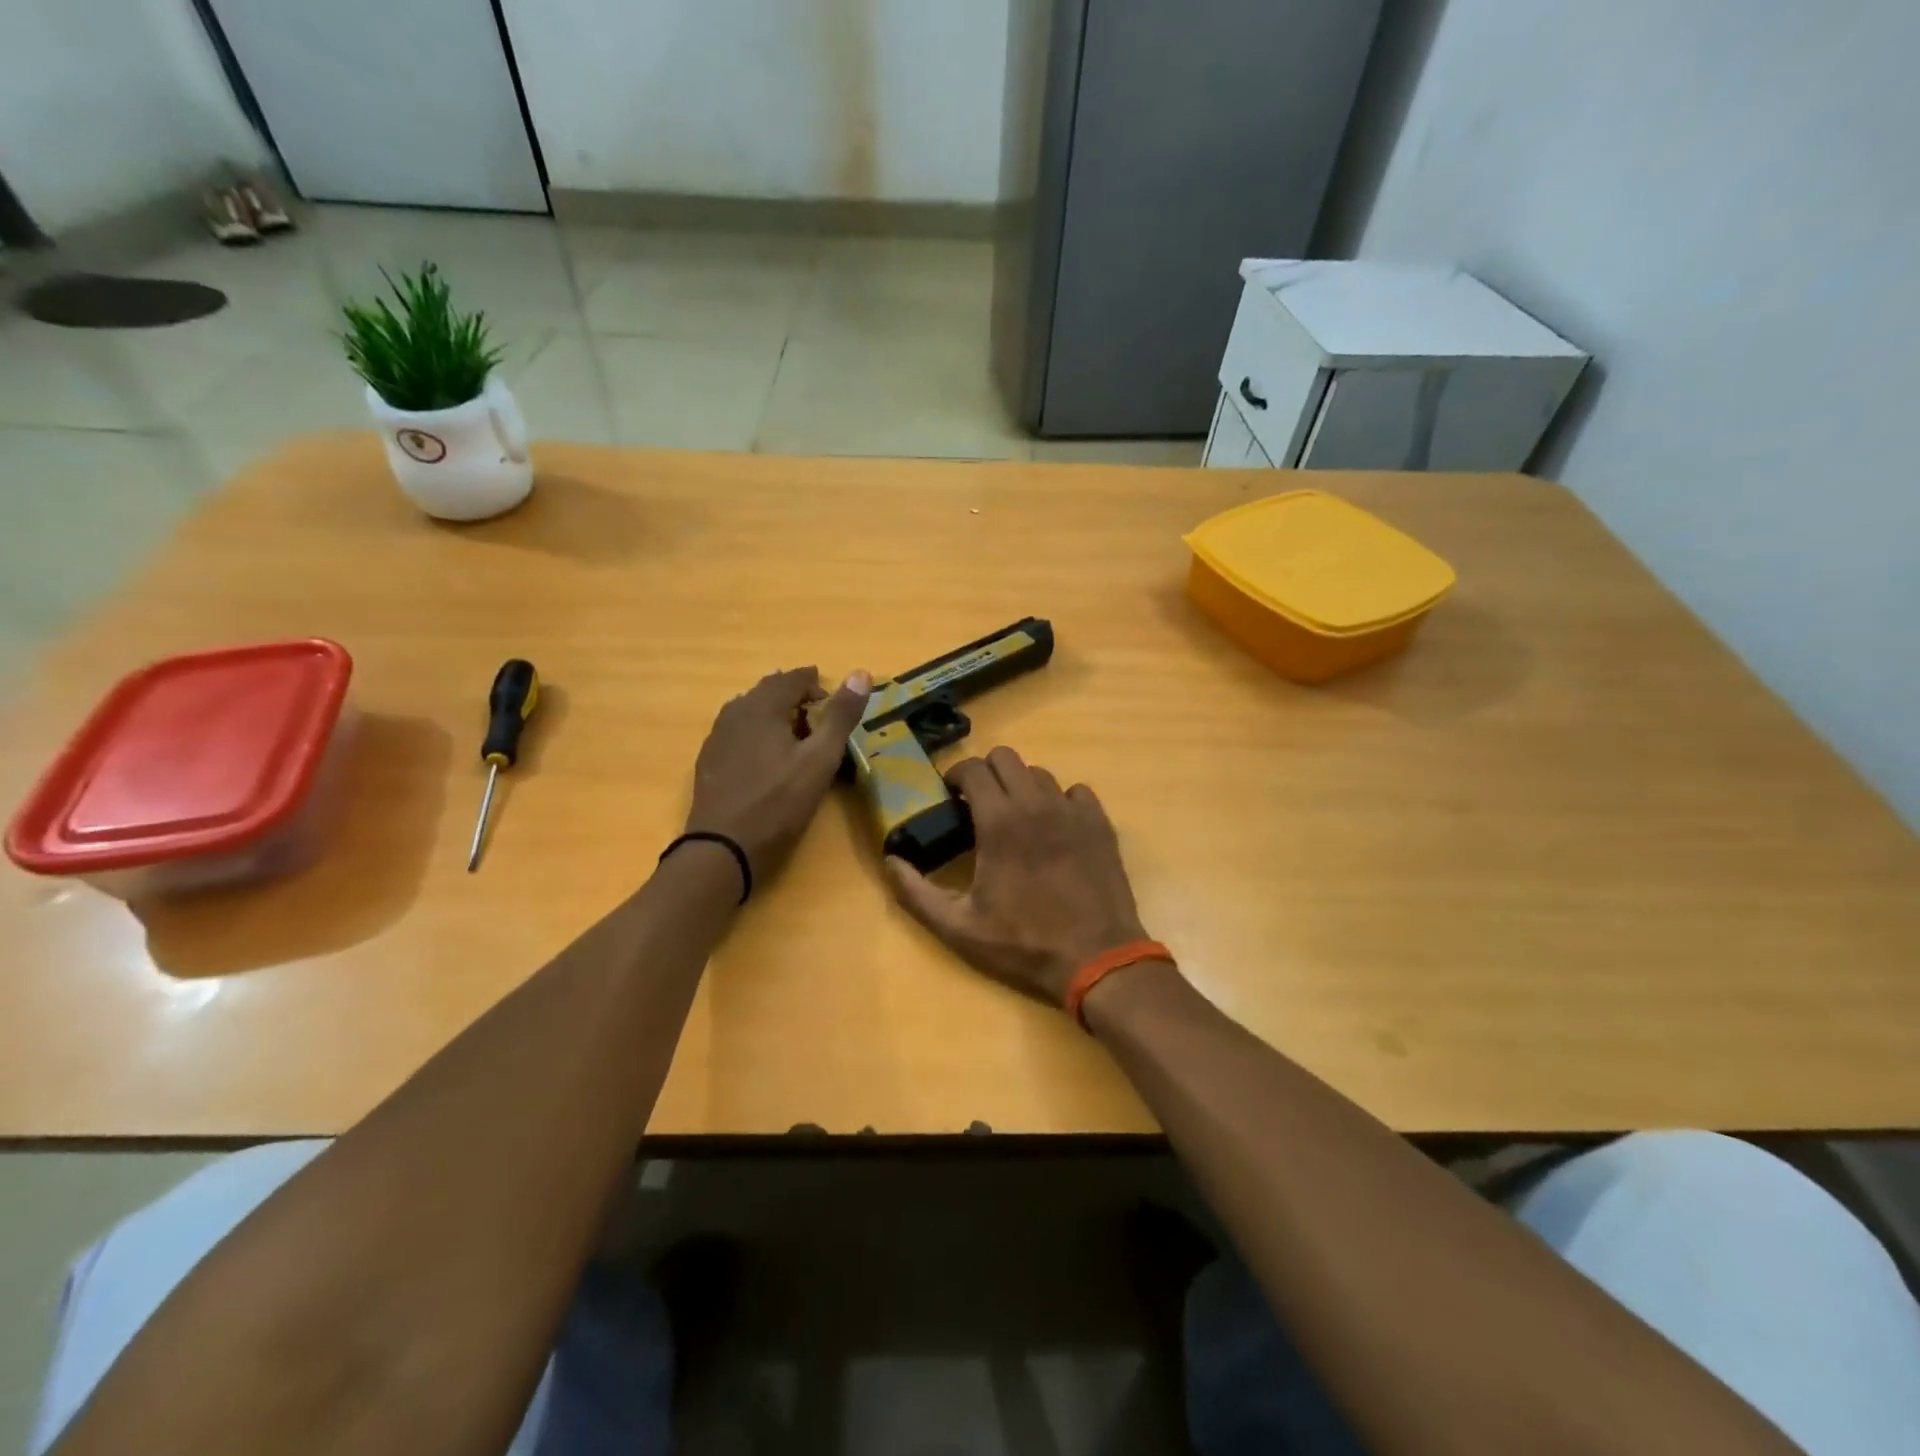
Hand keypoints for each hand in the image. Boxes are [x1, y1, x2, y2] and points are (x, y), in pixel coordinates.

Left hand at [685, 667, 870, 882]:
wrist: (723, 848)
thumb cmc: (779, 802)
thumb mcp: (820, 760)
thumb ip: (841, 716)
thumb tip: (861, 674)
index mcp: (763, 706)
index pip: (793, 678)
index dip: (816, 684)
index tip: (834, 700)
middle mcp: (735, 712)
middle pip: (768, 690)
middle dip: (795, 696)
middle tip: (818, 716)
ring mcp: (717, 736)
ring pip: (750, 710)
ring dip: (775, 713)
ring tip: (795, 734)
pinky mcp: (709, 760)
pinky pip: (737, 731)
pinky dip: (757, 732)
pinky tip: (766, 756)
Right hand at [886, 747, 1149, 1006]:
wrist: (1096, 959)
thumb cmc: (1023, 943)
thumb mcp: (958, 927)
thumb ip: (916, 892)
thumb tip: (890, 861)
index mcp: (999, 821)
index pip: (973, 768)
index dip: (956, 776)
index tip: (951, 796)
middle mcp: (1036, 803)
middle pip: (1006, 758)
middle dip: (986, 773)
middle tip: (979, 804)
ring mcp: (1072, 810)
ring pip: (1040, 773)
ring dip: (1021, 787)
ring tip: (1017, 818)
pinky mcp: (1100, 823)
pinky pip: (1075, 792)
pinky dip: (1060, 801)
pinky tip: (1056, 828)